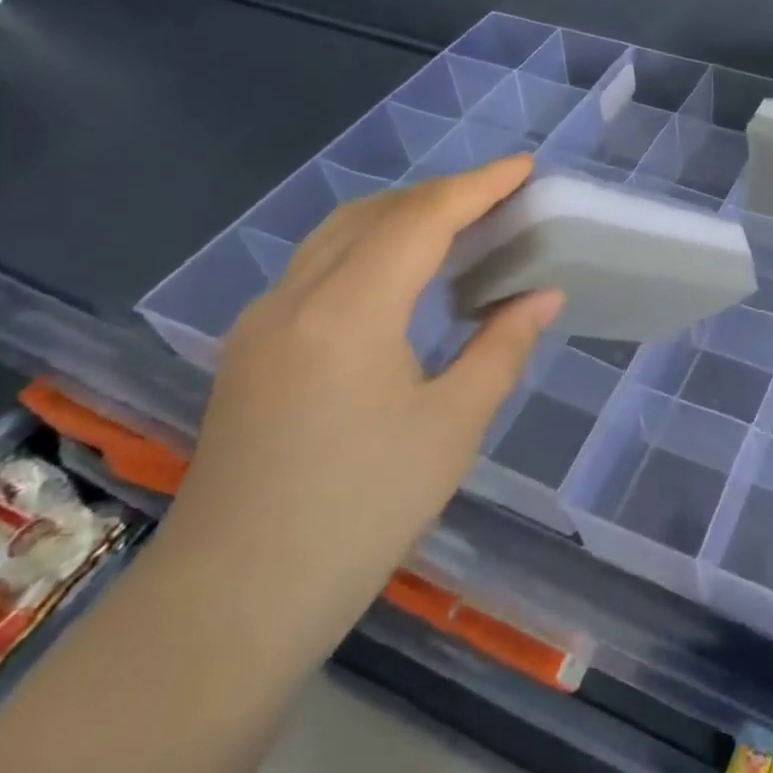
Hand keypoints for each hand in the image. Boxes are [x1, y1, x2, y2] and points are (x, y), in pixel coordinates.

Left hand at [165, 155, 562, 634]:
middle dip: (442, 193)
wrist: (229, 605)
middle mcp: (296, 297)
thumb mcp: (452, 426)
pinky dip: (369, 246)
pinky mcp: (249, 349)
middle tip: (500, 198)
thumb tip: (543, 294)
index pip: (422, 218)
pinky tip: (399, 276)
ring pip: (338, 234)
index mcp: (349, 310)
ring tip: (458, 225)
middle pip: (376, 212)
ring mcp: (262, 321)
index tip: (525, 167)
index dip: (478, 185)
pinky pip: (317, 266)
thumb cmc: (359, 513)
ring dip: (401, 215)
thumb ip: (502, 346)